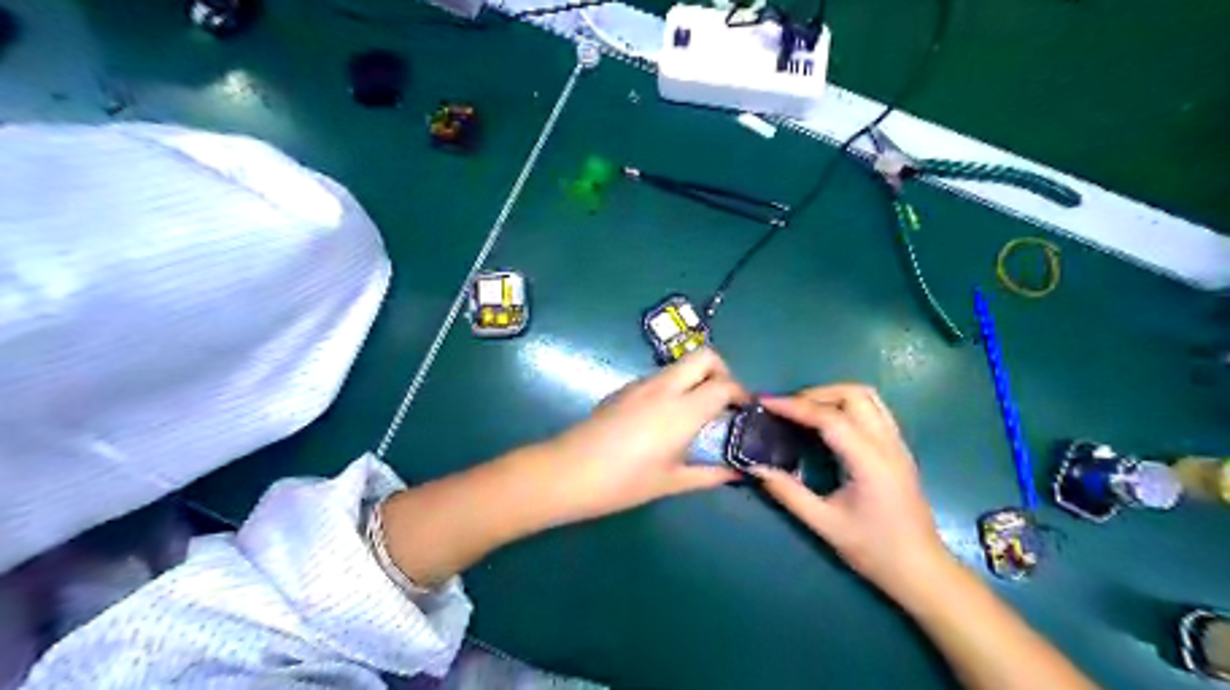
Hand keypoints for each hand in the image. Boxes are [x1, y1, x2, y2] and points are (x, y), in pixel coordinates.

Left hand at [537, 351, 749, 522]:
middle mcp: (664, 387)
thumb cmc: (623, 483)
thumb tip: (737, 472)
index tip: (746, 412)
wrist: (567, 472)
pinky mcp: (624, 389)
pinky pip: (660, 377)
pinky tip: (666, 417)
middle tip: (724, 403)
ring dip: (697, 378)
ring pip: (681, 365)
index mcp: (682, 410)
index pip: (724, 384)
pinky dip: (675, 386)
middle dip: (722, 372)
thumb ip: (709, 474)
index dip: (741, 394)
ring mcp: (641, 384)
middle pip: (705, 356)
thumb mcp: (671, 482)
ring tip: (699, 412)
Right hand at [751, 383, 950, 597]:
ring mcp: (897, 443)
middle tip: (787, 408)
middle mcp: (888, 444)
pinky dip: (847, 405)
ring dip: (833, 395)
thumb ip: (788, 492)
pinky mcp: (899, 448)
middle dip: (816, 394)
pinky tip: (828, 423)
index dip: (795, 407)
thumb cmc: (874, 550)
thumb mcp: (824, 524)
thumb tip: (755, 468)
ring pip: (867, 397)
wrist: (921, 570)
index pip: (830, 418)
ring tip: (805, 410)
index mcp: (870, 462)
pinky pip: (874, 409)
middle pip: (854, 394)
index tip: (766, 403)